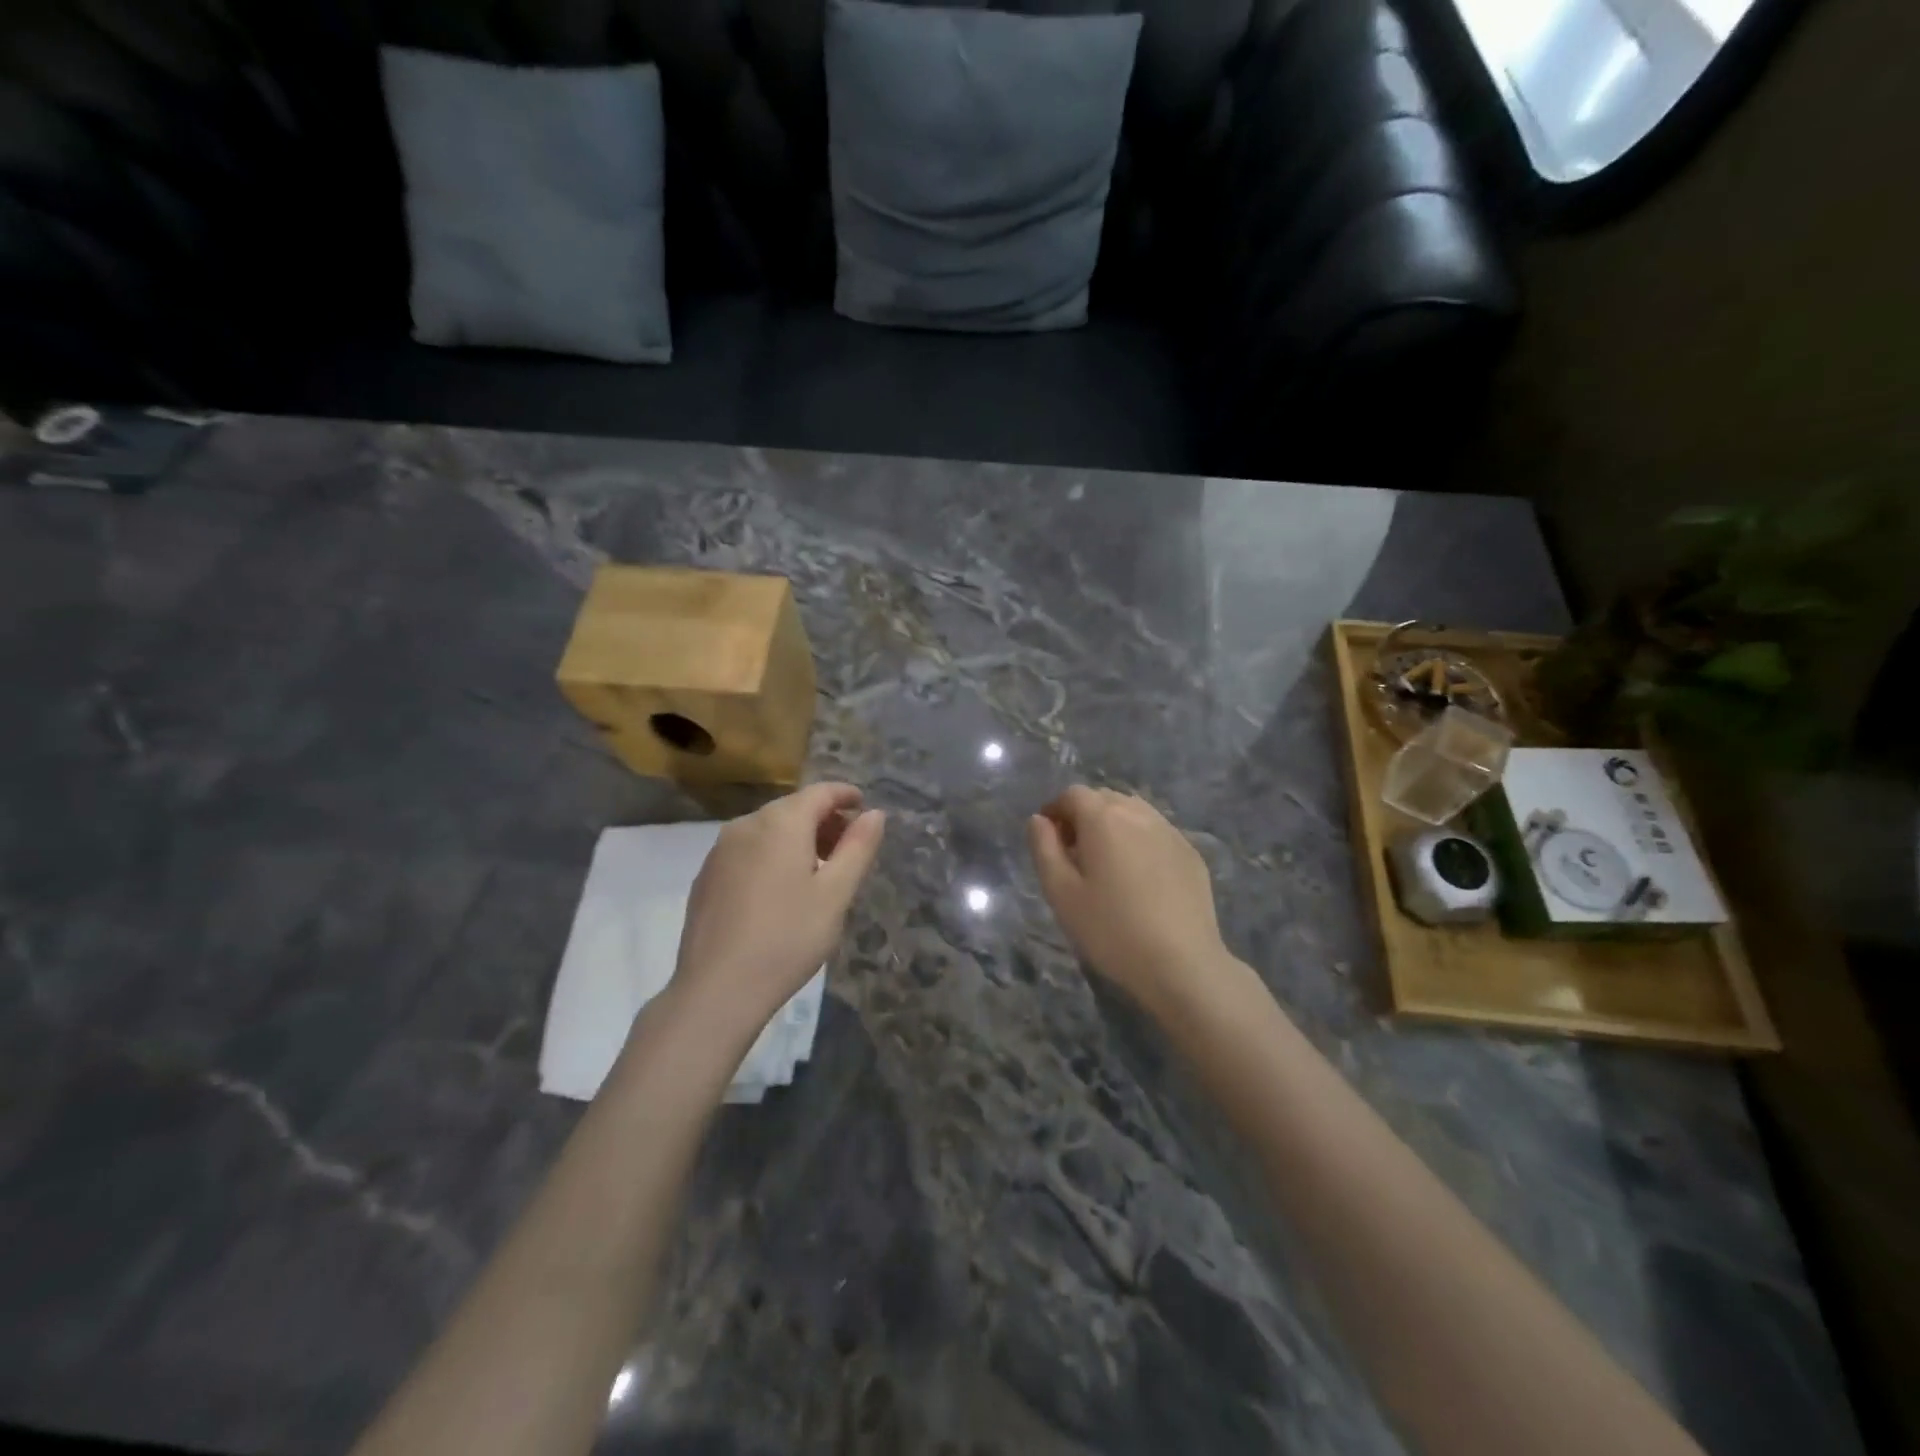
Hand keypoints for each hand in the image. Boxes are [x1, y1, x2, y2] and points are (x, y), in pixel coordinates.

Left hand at [669, 783, 884, 1042]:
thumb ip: (858, 847)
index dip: (845, 795)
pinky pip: (747, 850)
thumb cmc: (788, 938)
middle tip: (848, 848)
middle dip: (823, 820)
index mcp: (781, 823)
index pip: (819, 792)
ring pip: (768, 829)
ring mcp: (720, 850)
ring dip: (797, 838)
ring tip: (818, 871)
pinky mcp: (706, 876)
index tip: (864, 807)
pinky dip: (771, 855)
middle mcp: (746, 825)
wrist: (717, 989)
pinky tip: (780, 890)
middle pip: (792, 808)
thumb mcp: (836, 894)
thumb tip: (874, 814)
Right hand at [1028, 787, 1231, 1019]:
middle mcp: (1139, 814)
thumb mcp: (1061, 893)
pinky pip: (1157, 832)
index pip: (1072, 794)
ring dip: (1114, 826)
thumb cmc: (1111, 930)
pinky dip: (1140, 841)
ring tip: (1108, 864)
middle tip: (1074, 855)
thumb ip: (1044, 849)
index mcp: (1103, 818)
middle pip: (1104, 798)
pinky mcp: (1191, 853)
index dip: (1055, 810)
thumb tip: (1039, 820)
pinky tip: (1140, 878)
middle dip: (1084, 816)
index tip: (1048, 840)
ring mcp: (1170, 832)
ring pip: (1133, 812)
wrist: (1182, 964)